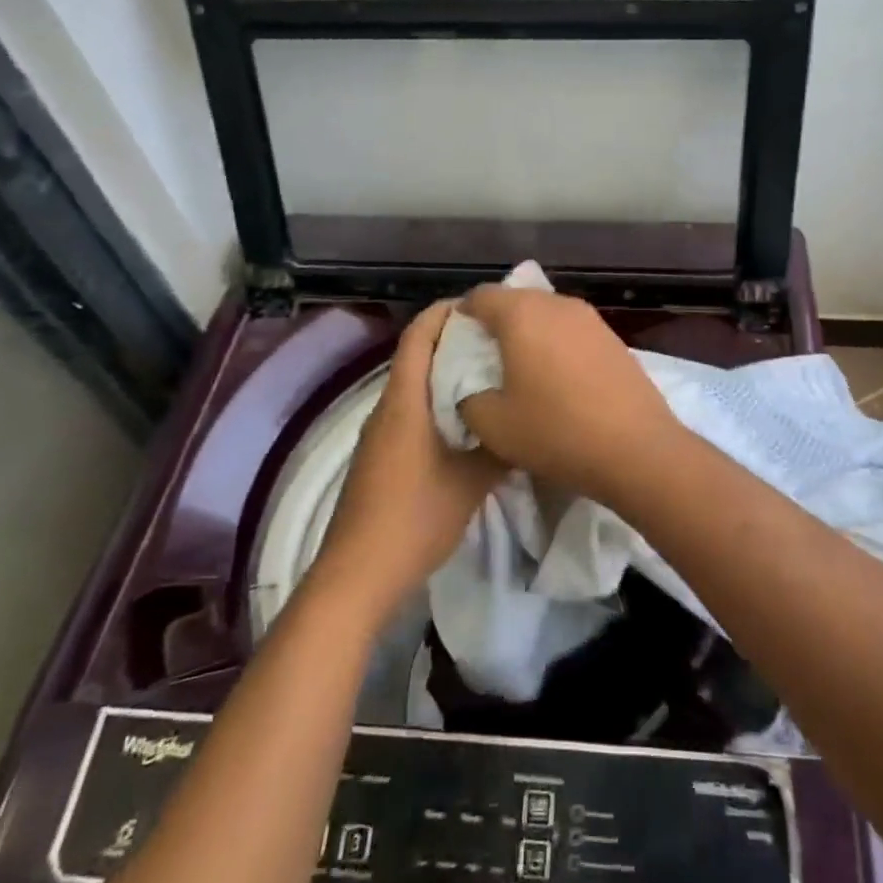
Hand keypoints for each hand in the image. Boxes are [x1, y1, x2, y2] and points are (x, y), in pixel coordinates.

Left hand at [311, 302, 503, 620]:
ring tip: (490, 375)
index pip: (419, 335)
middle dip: (453, 340)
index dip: (446, 312)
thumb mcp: (471, 482)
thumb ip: (499, 447)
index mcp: (405, 401)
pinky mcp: (380, 455)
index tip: (482, 307)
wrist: (358, 574)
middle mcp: (387, 407)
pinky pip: (410, 410)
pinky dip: (436, 401)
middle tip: (498, 341)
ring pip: (414, 385)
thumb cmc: (415, 518)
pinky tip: (467, 421)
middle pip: (416, 355)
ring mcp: (379, 433)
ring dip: (446, 373)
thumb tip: (524, 423)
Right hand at [456, 286, 685, 503]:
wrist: (636, 449)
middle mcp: (556, 304)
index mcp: (521, 314)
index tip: (458, 348)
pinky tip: (557, 379)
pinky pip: (570, 330)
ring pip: (545, 314)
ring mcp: (590, 318)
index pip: (480, 296)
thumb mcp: (492, 424)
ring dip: (528, 334)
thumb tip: (469, 384)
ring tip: (521, 372)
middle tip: (485, 362)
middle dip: (495, 325)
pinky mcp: (612, 337)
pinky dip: (556, 345)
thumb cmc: (556, 431)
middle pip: (514, 300)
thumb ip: (466, 395)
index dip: (462, 318)